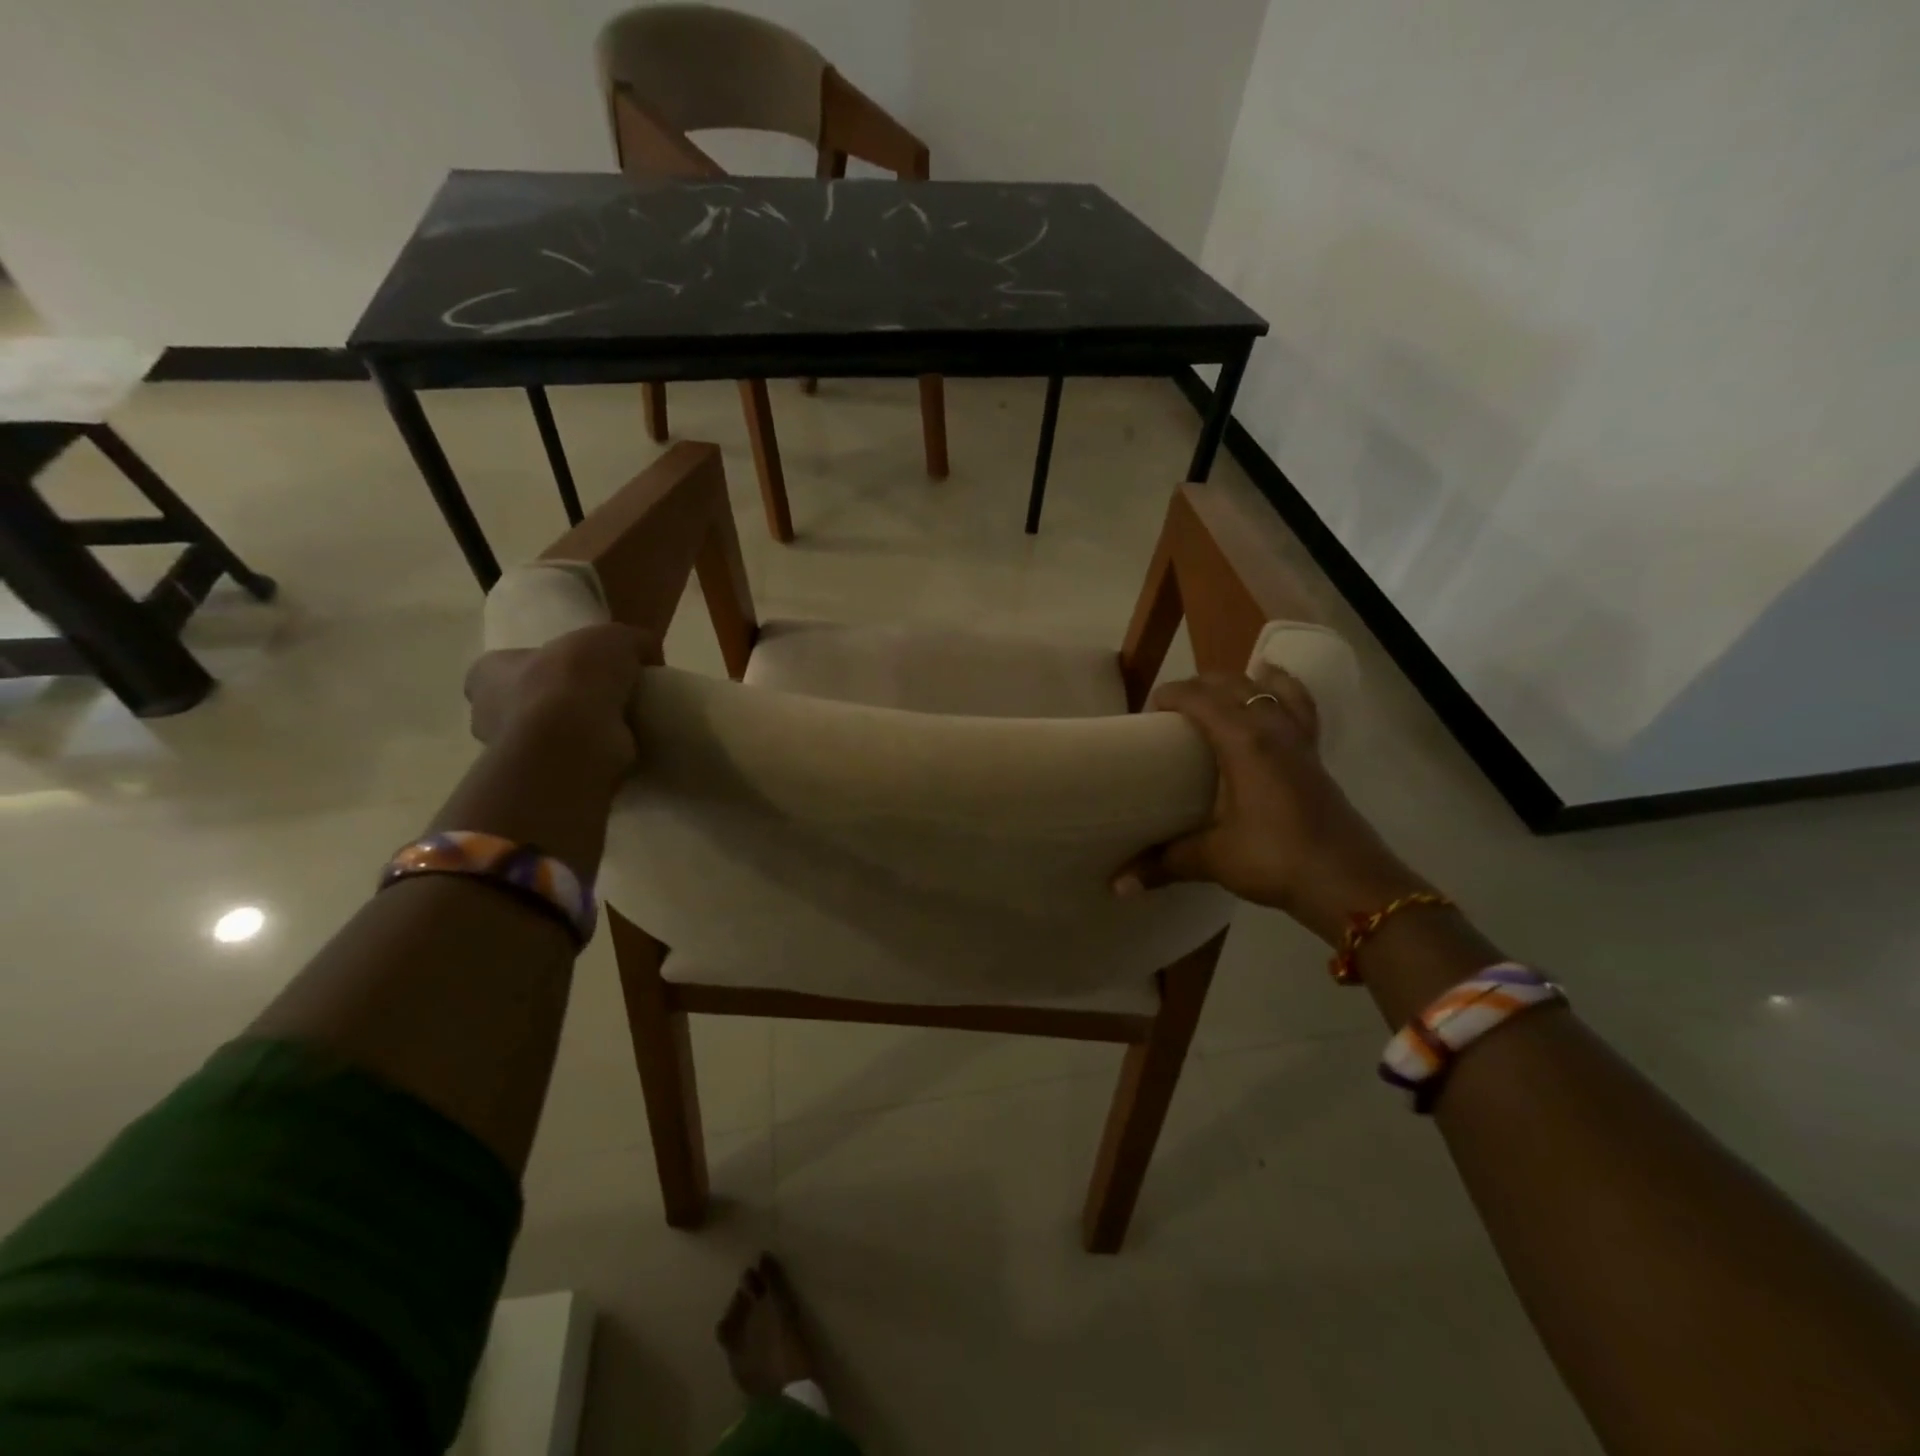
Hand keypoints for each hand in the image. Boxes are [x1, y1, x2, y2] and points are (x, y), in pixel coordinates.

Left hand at [464, 624, 659, 778]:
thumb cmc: (574, 677)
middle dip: (562, 700)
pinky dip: (594, 756)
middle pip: (528, 702)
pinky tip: (622, 750)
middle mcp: (488, 713)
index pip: (508, 665)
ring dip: (579, 732)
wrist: (574, 739)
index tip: (581, 668)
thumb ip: (633, 641)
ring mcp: (513, 752)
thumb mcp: (615, 637)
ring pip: (548, 736)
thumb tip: (649, 654)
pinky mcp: (542, 778)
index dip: (544, 663)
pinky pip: (571, 762)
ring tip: (623, 725)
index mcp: (489, 672)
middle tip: (607, 697)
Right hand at [1113, 669, 1430, 943]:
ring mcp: (1300, 741)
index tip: (1149, 709)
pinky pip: (1299, 708)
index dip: (1172, 695)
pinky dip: (1284, 693)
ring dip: (1245, 682)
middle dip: (1201, 686)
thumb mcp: (1213, 859)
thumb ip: (1164, 863)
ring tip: (1226, 688)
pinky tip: (1276, 701)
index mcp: (1243, 742)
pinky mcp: (1316, 757)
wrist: (1349, 882)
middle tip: (1175, 709)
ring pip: (1273, 688)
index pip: (1201, 699)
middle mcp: (1272, 729)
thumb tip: (1117, 885)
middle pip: (1235, 685)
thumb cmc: (1276, 860)